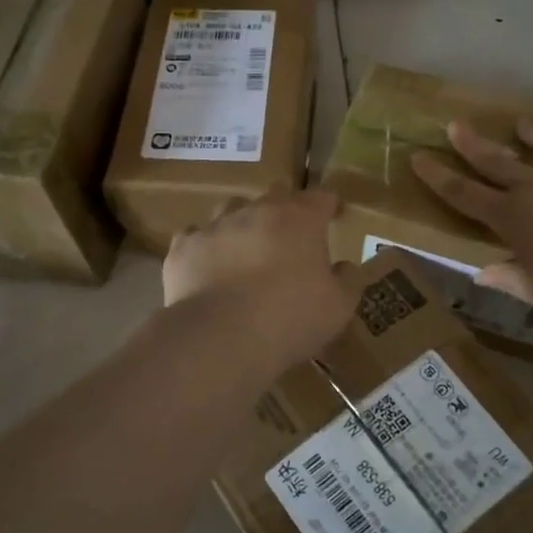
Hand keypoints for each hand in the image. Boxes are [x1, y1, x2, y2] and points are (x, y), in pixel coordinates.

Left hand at [163, 189, 355, 370]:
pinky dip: (206, 246)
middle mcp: (257, 211)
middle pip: (276, 194)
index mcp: (300, 219)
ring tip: (246, 247)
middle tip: (291, 236)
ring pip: (232, 208)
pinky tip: (208, 265)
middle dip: (286, 209)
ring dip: (243, 222)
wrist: (220, 338)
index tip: (334, 216)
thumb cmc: (290, 319)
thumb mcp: (338, 308)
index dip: (330, 205)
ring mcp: (216, 225)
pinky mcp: (184, 246)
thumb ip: (347, 281)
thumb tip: (345, 266)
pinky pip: (195, 236)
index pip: (321, 197)